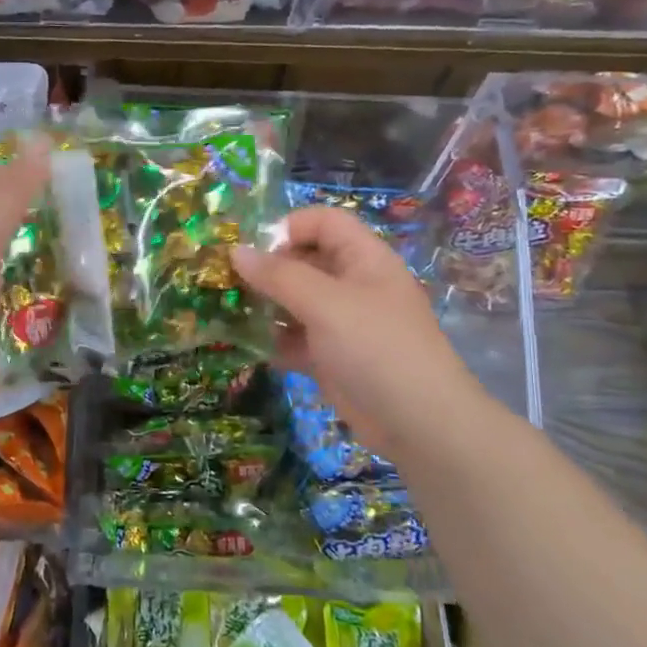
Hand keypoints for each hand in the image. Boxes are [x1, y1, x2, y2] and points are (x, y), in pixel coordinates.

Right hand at [230, 205, 480, 457]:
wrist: (418, 424)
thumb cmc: (376, 348)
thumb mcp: (326, 304)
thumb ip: (279, 276)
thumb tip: (236, 251)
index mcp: (363, 259)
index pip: (324, 222)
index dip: (289, 227)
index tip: (252, 250)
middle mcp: (353, 285)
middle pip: (305, 260)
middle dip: (268, 268)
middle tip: (228, 282)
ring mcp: (342, 323)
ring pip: (296, 302)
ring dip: (265, 305)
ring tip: (229, 312)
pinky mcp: (331, 358)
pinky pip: (295, 339)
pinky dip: (273, 340)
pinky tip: (246, 346)